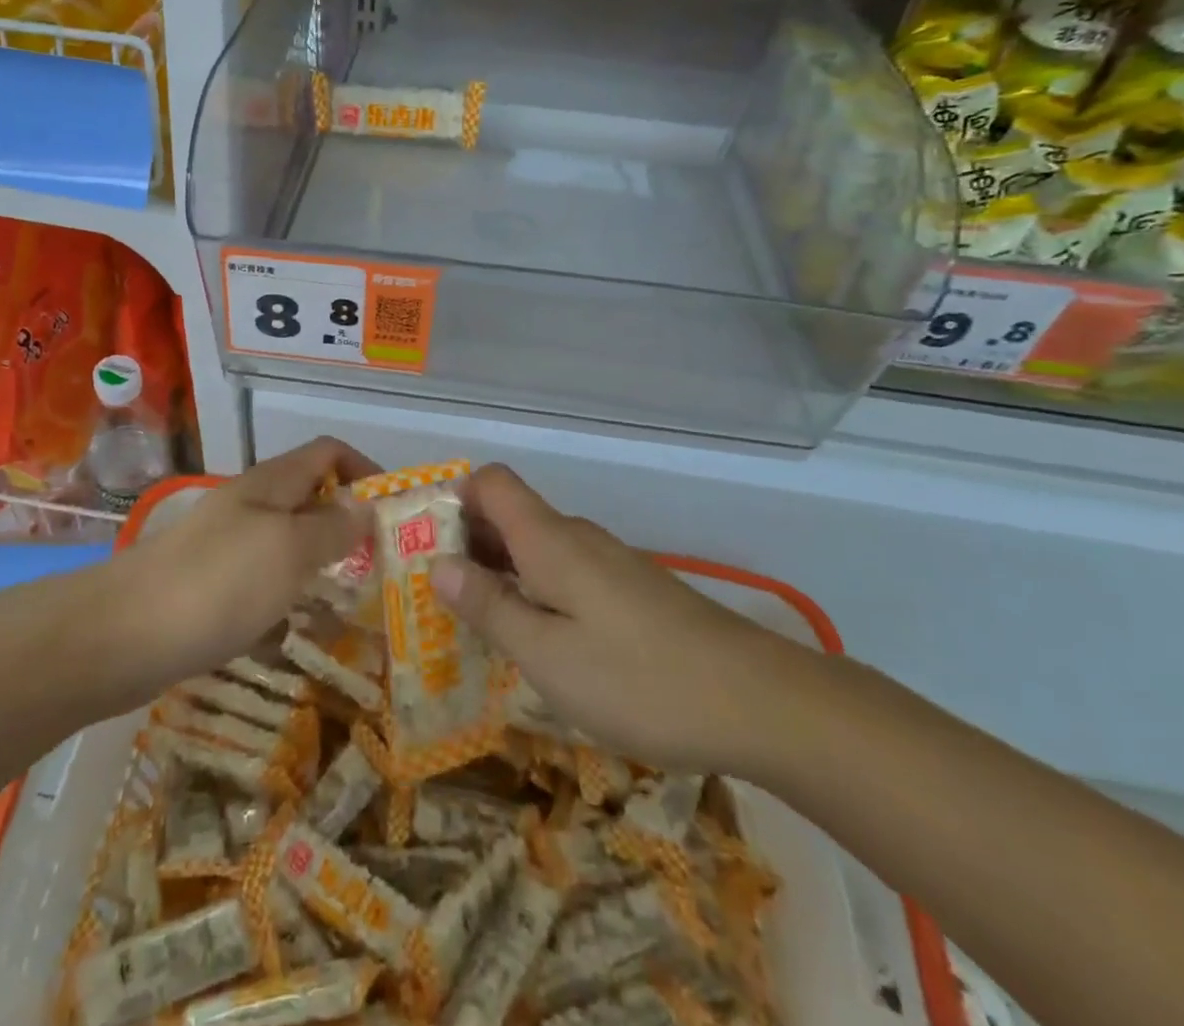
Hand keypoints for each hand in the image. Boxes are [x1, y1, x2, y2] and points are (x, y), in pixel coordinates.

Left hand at [113, 437, 378, 686]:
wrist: (121, 635)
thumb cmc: (217, 583)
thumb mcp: (289, 550)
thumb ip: (332, 528)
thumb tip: (366, 507)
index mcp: (271, 483)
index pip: (328, 452)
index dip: (364, 470)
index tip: (394, 513)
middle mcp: (250, 505)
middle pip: (310, 497)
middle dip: (348, 524)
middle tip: (381, 567)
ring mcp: (226, 546)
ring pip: (288, 542)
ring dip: (321, 563)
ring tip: (352, 602)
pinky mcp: (209, 586)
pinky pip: (263, 581)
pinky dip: (287, 596)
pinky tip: (298, 630)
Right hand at [431, 464, 811, 777]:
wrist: (760, 702)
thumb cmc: (639, 678)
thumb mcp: (547, 655)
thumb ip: (489, 607)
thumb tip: (436, 563)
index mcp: (548, 540)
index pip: (492, 481)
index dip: (453, 498)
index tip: (423, 542)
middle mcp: (576, 538)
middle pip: (509, 514)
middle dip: (466, 544)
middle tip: (433, 597)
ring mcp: (609, 563)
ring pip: (537, 548)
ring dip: (500, 573)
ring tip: (474, 625)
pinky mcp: (632, 591)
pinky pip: (566, 574)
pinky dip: (536, 593)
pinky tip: (538, 643)